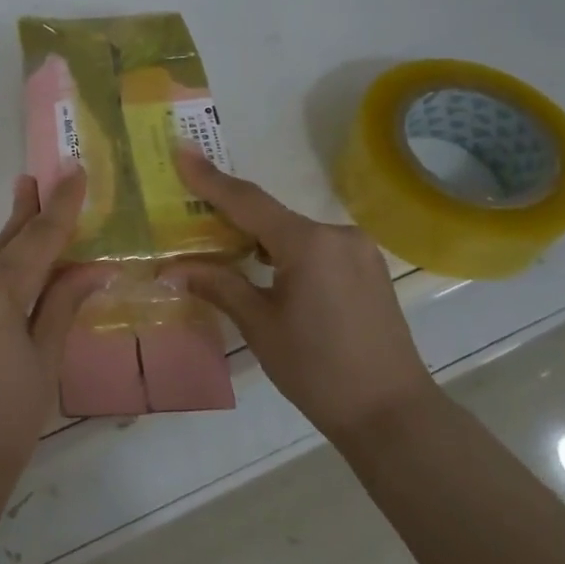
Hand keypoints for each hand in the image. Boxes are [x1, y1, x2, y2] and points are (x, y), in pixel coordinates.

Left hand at [0, 172, 108, 473]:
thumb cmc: (11, 413)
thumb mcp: (46, 356)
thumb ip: (64, 302)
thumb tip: (95, 268)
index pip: (38, 237)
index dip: (60, 205)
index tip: (73, 170)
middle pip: (5, 240)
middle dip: (27, 212)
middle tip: (38, 179)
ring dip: (10, 247)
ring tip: (31, 222)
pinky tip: (6, 273)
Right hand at [166, 148, 433, 437]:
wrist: (392, 414)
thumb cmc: (318, 371)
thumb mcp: (260, 326)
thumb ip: (219, 285)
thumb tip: (172, 268)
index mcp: (308, 244)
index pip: (247, 202)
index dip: (209, 178)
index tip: (181, 149)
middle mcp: (337, 235)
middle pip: (271, 215)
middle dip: (231, 214)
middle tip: (192, 211)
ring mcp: (358, 251)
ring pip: (294, 232)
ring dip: (259, 237)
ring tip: (223, 248)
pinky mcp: (368, 269)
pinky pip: (316, 247)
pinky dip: (286, 251)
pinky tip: (267, 268)